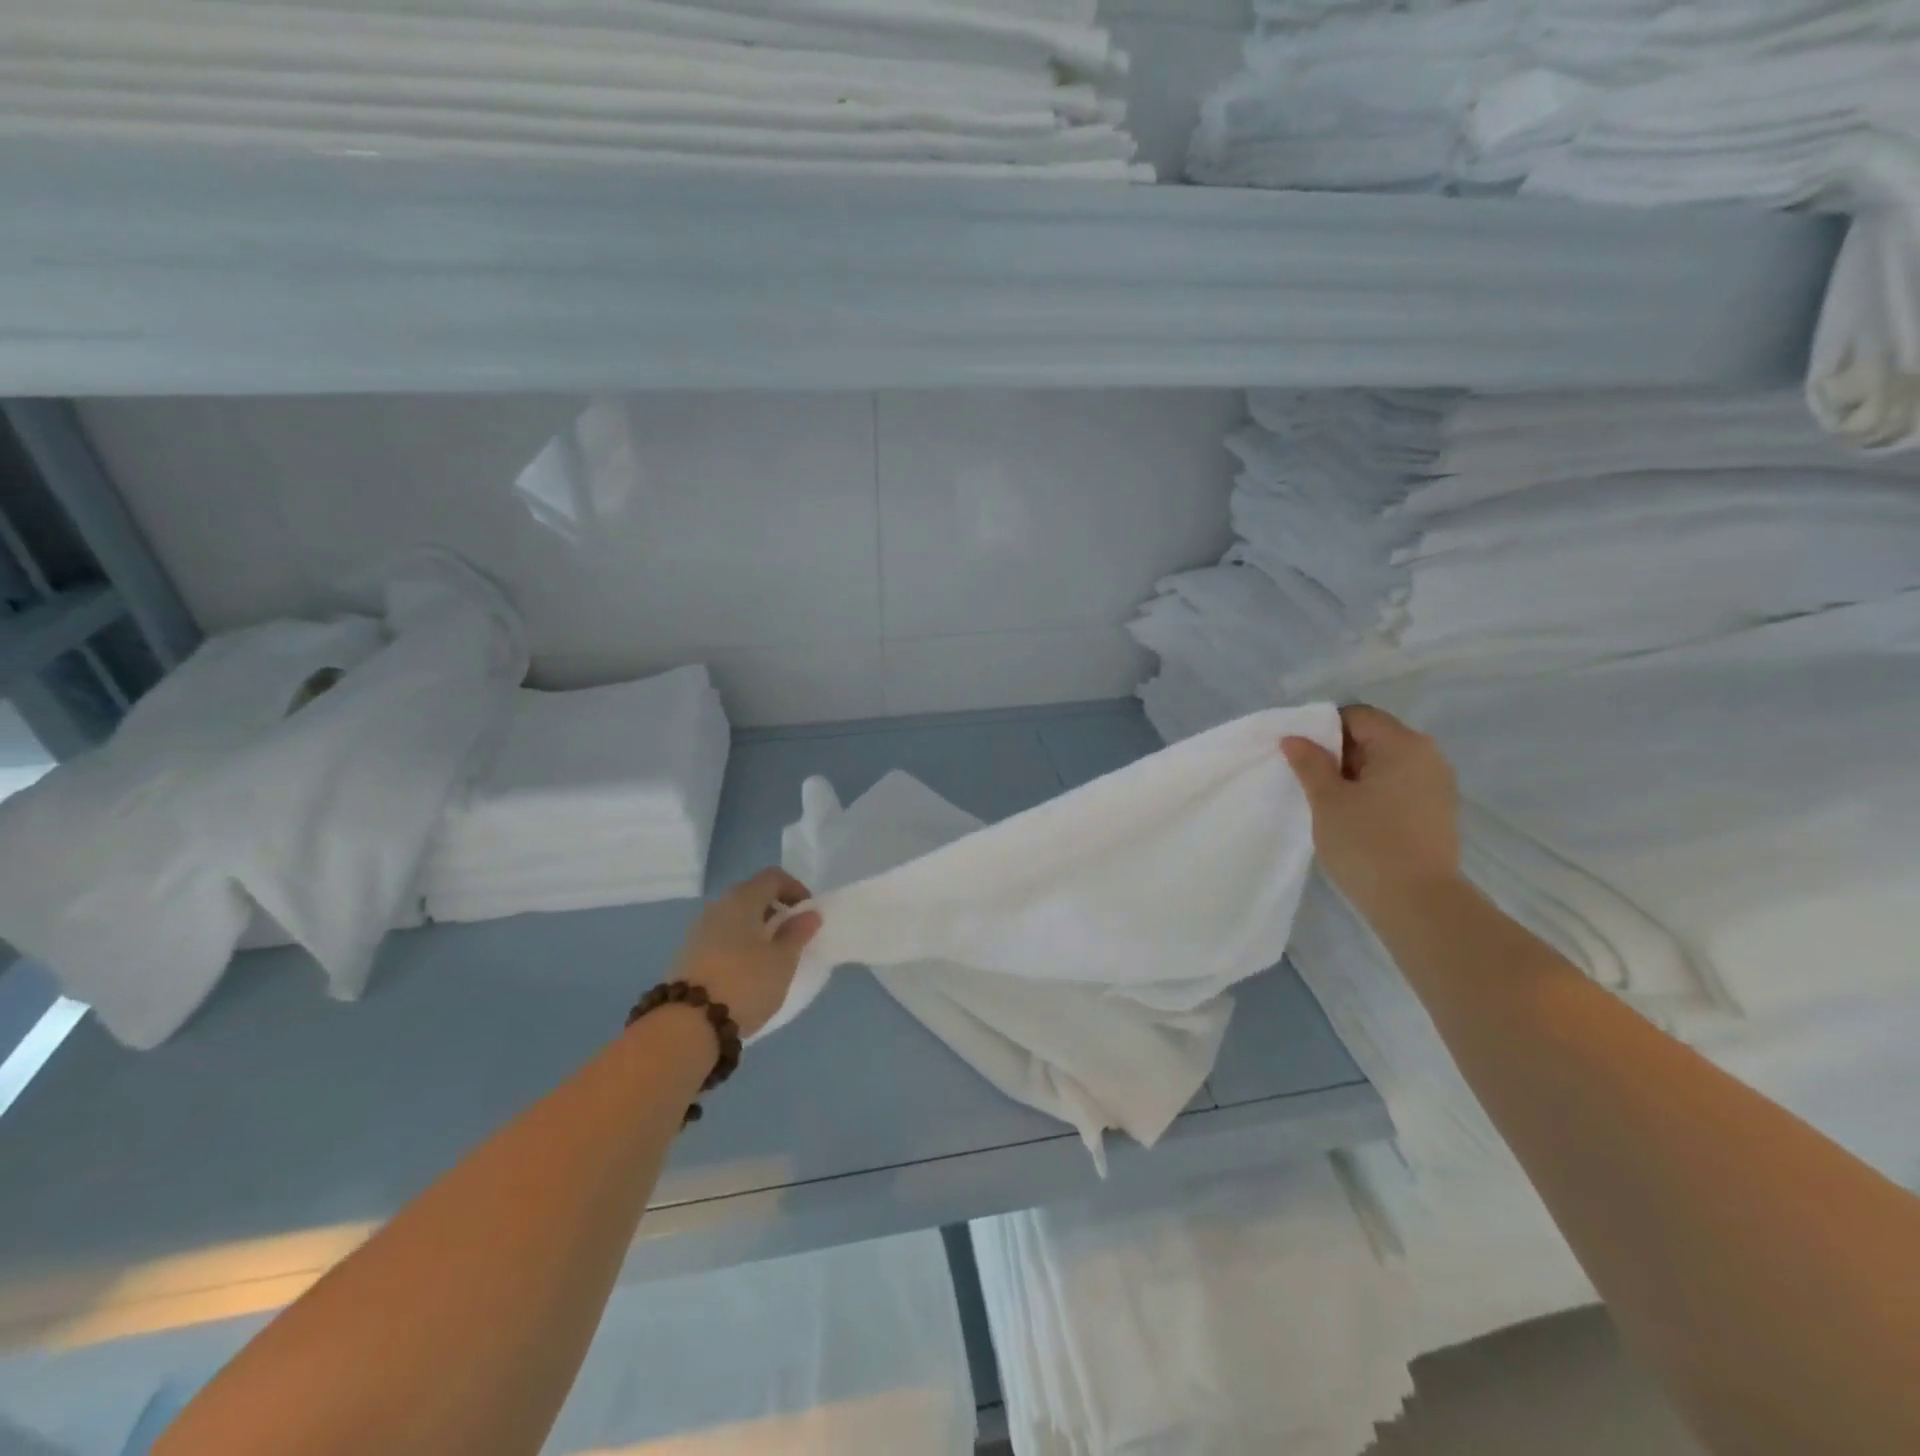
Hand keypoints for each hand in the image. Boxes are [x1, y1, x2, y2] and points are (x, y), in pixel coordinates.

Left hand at [669, 869, 821, 1038]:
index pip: (773, 877)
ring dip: (756, 929)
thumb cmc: (745, 983)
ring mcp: (699, 930)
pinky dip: (739, 945)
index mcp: (743, 899)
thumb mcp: (783, 960)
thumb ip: (798, 933)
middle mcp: (718, 906)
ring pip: (735, 918)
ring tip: (771, 957)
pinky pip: (721, 938)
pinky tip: (747, 971)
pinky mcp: (688, 955)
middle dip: (775, 910)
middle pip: (752, 895)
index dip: (795, 889)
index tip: (808, 913)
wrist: (688, 1024)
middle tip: (792, 935)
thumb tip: (809, 913)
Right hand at [1281, 704, 1461, 917]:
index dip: (1323, 729)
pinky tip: (1354, 818)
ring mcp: (1437, 785)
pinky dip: (1373, 793)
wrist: (1419, 904)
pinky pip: (1398, 786)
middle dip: (1338, 753)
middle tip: (1309, 780)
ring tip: (1328, 802)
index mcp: (1403, 744)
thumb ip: (1310, 763)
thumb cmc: (1367, 844)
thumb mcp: (1327, 800)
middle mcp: (1428, 756)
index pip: (1357, 716)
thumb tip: (1295, 738)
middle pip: (1373, 737)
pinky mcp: (1437, 812)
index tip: (1300, 756)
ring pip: (1385, 764)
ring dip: (1354, 775)